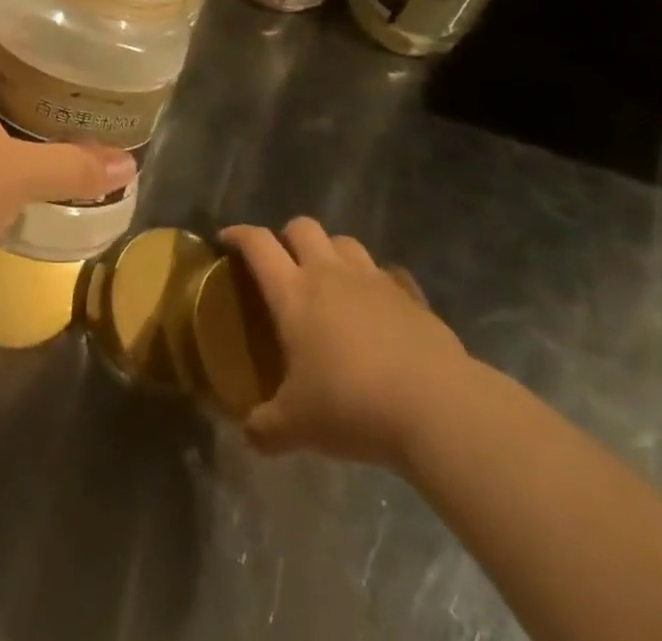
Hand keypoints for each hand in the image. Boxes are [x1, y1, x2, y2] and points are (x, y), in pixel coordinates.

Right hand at [221, 218, 476, 468]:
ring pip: (345, 242)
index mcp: (293, 292)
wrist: (435, 408)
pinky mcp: (410, 295)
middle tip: (283, 263)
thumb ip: (267, 428)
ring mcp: (374, 280)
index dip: (238, 235)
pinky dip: (378, 281)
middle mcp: (329, 273)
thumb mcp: (299, 426)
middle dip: (287, 236)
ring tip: (329, 279)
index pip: (257, 244)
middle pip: (302, 227)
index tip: (226, 240)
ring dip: (331, 251)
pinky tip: (379, 305)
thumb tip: (249, 434)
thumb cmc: (352, 406)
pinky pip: (389, 273)